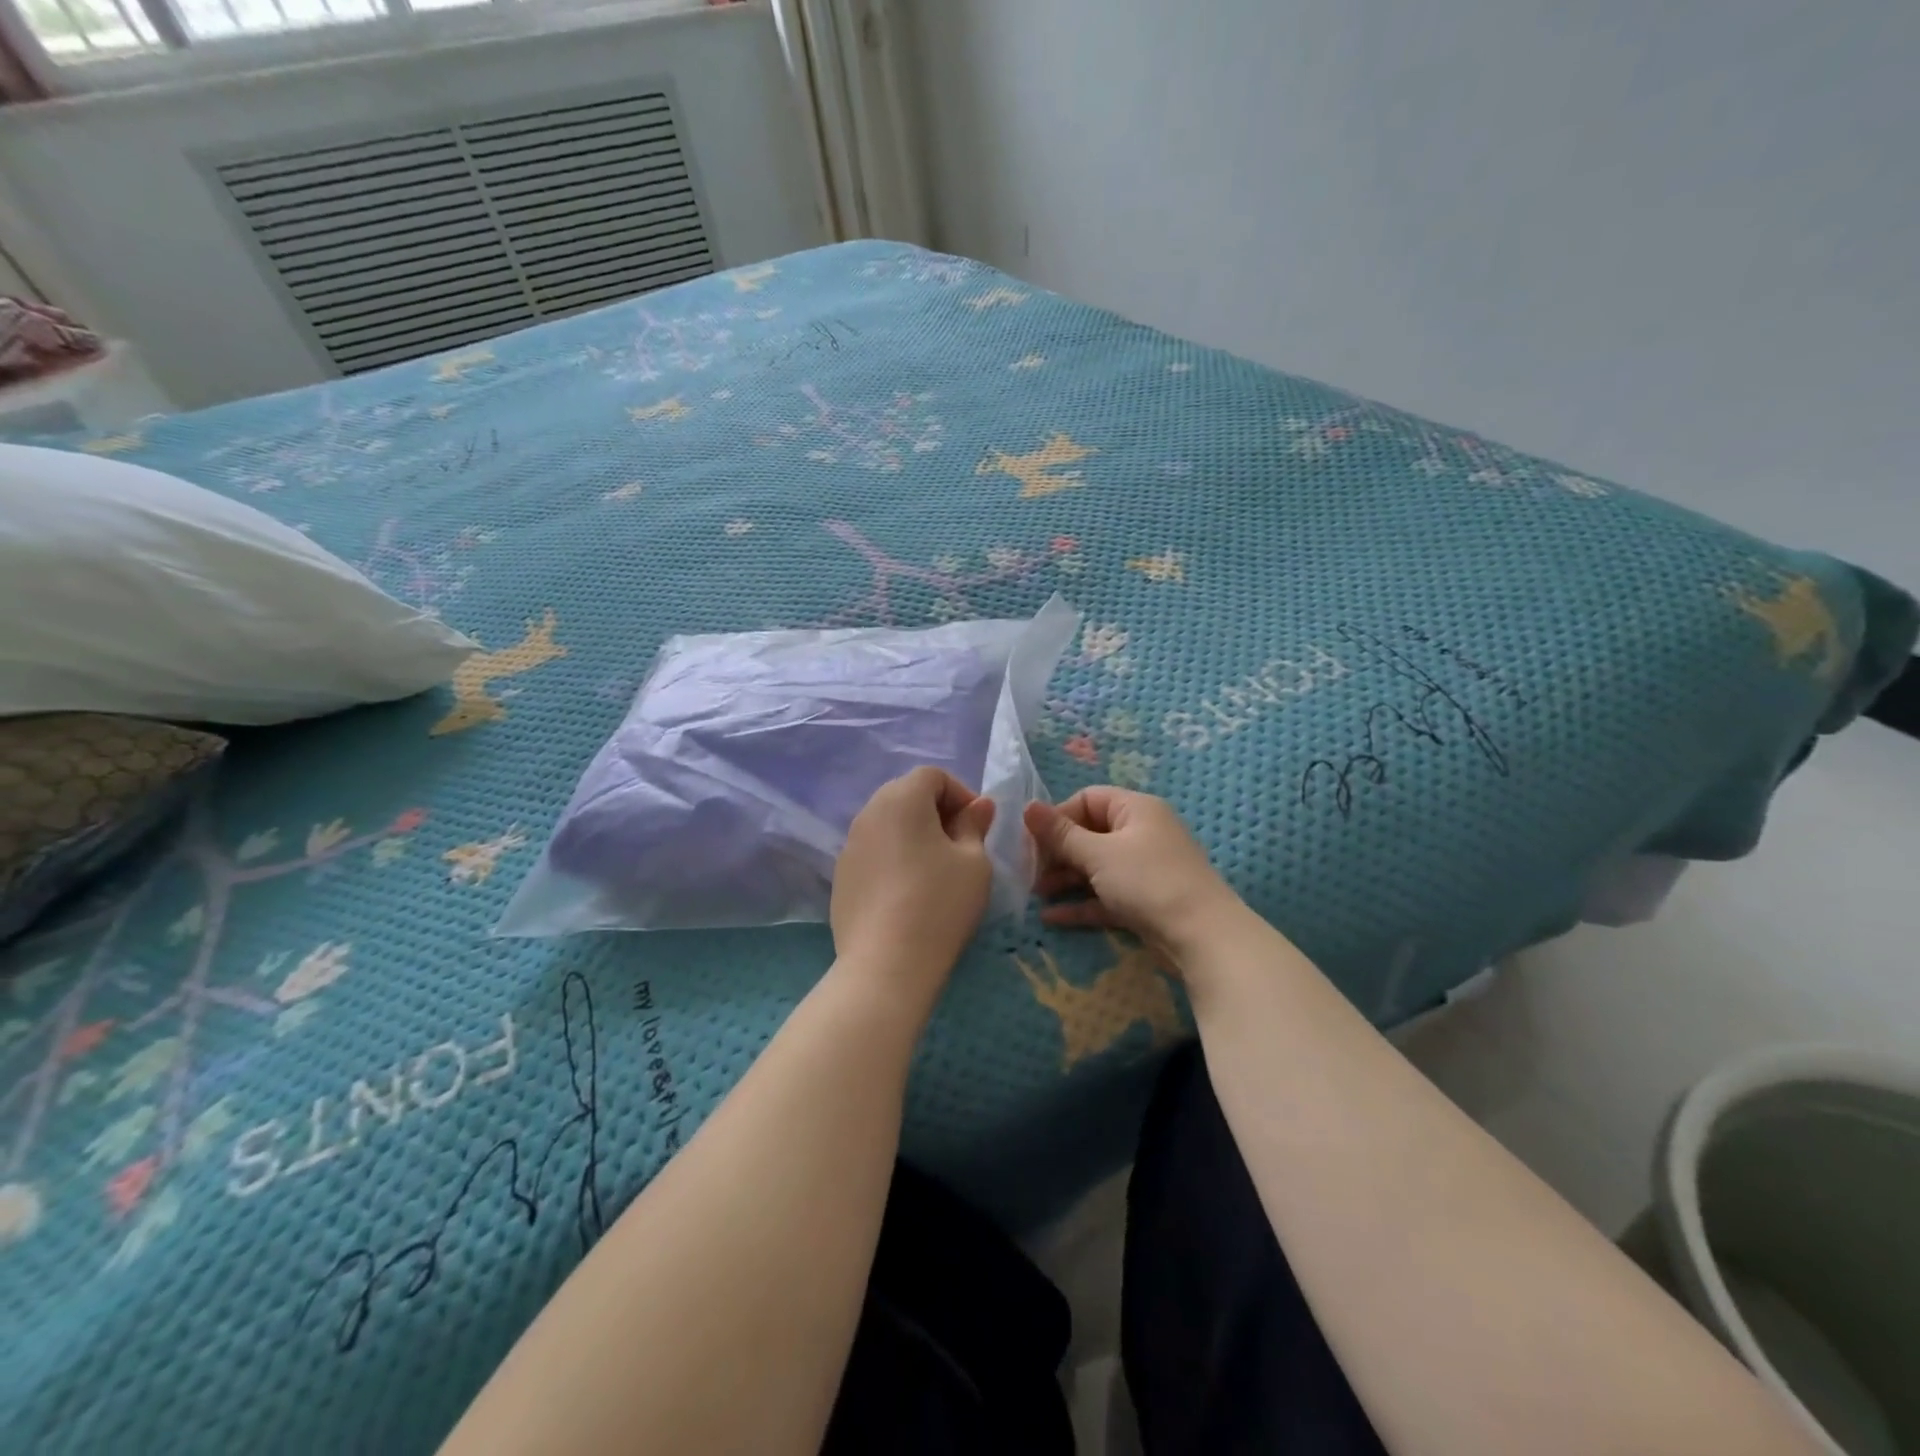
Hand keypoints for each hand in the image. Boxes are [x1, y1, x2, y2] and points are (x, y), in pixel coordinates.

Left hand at [831, 767, 996, 991]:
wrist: (886, 963)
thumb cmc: (940, 903)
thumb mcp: (974, 862)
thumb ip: (975, 826)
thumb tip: (979, 806)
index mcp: (901, 799)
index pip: (932, 775)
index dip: (960, 793)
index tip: (978, 826)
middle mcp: (868, 813)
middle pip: (906, 795)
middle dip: (937, 812)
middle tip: (961, 846)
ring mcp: (849, 846)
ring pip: (888, 825)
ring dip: (914, 835)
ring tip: (937, 871)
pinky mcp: (840, 877)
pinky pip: (874, 853)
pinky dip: (894, 859)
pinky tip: (909, 894)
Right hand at [1024, 787, 1242, 965]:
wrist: (1202, 936)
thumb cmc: (1148, 881)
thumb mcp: (1098, 854)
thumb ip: (1060, 834)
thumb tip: (1027, 807)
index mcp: (1135, 809)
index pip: (1087, 799)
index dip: (1058, 817)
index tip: (1033, 841)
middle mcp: (1141, 833)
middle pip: (1089, 833)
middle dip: (1057, 852)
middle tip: (1030, 871)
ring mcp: (1144, 869)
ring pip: (1096, 867)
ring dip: (1065, 878)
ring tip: (1036, 895)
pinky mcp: (1144, 901)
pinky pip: (1105, 895)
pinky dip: (1082, 903)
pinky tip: (1052, 917)